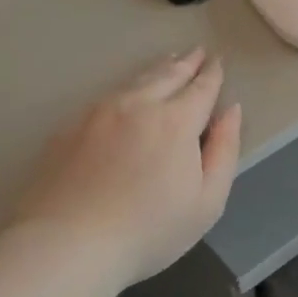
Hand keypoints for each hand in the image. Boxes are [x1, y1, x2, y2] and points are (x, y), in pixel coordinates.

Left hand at [17, 49, 241, 290]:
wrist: (66, 244)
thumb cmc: (149, 230)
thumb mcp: (207, 201)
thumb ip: (224, 151)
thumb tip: (231, 111)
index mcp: (176, 121)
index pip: (201, 88)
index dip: (212, 74)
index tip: (218, 61)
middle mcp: (137, 105)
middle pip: (167, 75)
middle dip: (186, 63)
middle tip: (196, 51)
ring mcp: (98, 114)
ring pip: (134, 81)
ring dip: (156, 69)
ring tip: (167, 61)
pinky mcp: (68, 129)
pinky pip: (105, 98)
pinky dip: (125, 90)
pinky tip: (125, 97)